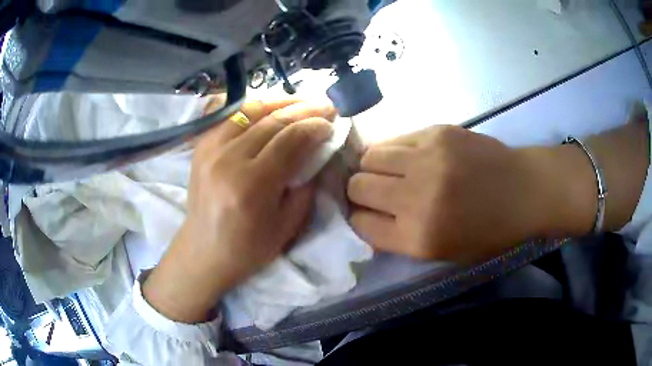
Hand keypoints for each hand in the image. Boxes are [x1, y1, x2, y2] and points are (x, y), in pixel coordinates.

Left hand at [143, 100, 335, 322]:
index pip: (290, 140)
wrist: (204, 251)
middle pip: (273, 121)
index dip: (315, 127)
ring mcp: (210, 149)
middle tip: (326, 105)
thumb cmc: (248, 247)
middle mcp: (229, 160)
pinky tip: (273, 107)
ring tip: (303, 100)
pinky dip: (256, 108)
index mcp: (252, 185)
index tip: (332, 124)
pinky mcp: (201, 146)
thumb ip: (306, 185)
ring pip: (251, 111)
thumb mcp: (288, 225)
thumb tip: (317, 152)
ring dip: (281, 101)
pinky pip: (232, 116)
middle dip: (305, 109)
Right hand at [347, 125, 582, 264]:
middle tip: (376, 191)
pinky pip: (395, 139)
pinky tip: (408, 156)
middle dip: (359, 192)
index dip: (359, 219)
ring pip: (369, 157)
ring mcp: (426, 160)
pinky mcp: (436, 133)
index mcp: (419, 237)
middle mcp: (416, 198)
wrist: (524, 190)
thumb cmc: (489, 231)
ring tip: (390, 171)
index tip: (366, 214)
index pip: (361, 224)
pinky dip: (393, 150)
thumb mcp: (443, 252)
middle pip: (357, 187)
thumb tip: (367, 215)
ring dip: (372, 167)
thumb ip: (401, 238)